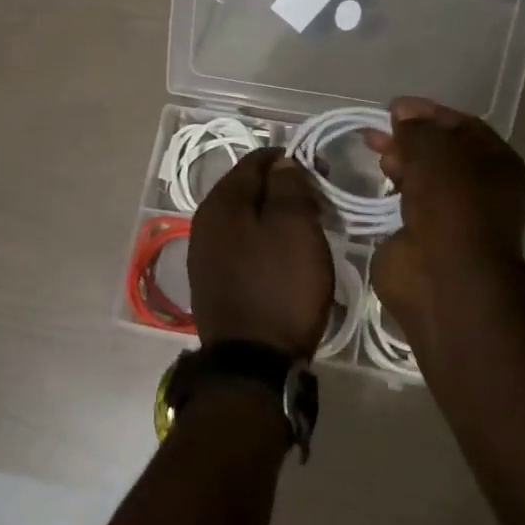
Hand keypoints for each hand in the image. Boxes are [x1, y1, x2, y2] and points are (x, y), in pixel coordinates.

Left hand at [188, 147, 334, 358]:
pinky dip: (263, 240)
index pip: (256, 161)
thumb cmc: (280, 287)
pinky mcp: (213, 281)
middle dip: (282, 188)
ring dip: (273, 216)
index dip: (289, 160)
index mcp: (221, 202)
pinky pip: (241, 244)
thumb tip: (281, 163)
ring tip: (306, 229)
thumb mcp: (295, 228)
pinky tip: (283, 256)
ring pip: (245, 218)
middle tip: (318, 202)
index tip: (320, 172)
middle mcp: (204, 221)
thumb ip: (288, 187)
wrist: (252, 364)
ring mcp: (205, 254)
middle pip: (247, 189)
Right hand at [364, 97, 524, 342]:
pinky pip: (404, 206)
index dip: (428, 113)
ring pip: (422, 179)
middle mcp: (479, 190)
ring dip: (398, 164)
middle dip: (408, 139)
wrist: (444, 278)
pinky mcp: (423, 240)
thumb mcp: (435, 150)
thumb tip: (402, 115)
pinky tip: (371, 184)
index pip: (462, 126)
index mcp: (497, 164)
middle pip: (440, 153)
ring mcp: (451, 218)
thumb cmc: (450, 205)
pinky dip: (389, 194)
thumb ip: (417, 128)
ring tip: (373, 156)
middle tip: (376, 134)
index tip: (393, 108)